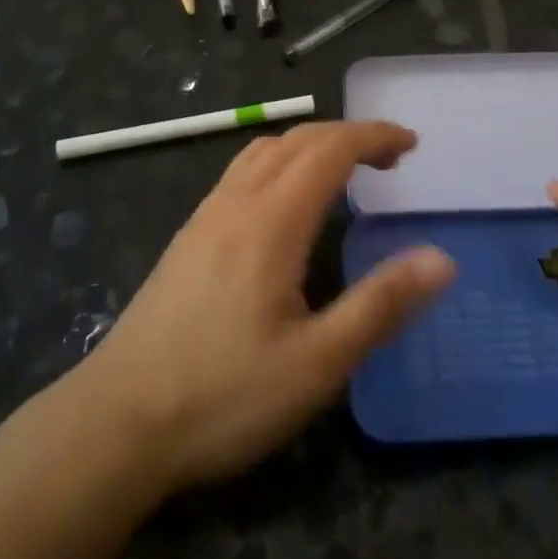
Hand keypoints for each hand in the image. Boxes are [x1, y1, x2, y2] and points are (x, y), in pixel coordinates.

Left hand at [77, 121, 455, 493]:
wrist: (115, 422)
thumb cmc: (223, 396)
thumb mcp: (317, 364)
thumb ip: (380, 305)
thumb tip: (441, 258)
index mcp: (271, 221)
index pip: (329, 149)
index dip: (373, 136)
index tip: (412, 143)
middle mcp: (236, 202)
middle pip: (297, 140)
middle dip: (347, 136)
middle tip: (390, 159)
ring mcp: (205, 216)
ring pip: (263, 151)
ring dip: (310, 145)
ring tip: (343, 172)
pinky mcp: (188, 237)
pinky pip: (241, 173)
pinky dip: (280, 163)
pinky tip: (285, 206)